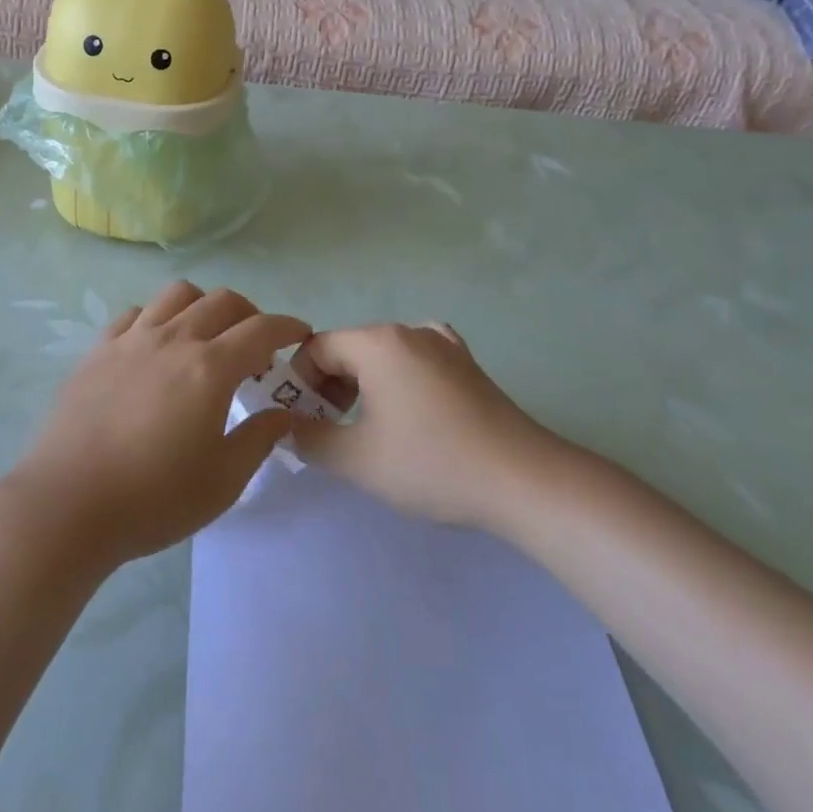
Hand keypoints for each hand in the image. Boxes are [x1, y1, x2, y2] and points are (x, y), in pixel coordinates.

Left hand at [3, 282, 310, 567]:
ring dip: (203, 306)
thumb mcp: (223, 480)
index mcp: (210, 368)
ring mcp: (131, 340)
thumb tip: (281, 413)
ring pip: (177, 295)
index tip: (300, 334)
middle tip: (255, 348)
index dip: (288, 327)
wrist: (67, 505)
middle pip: (222, 301)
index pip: (261, 329)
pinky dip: (158, 318)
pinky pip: (135, 314)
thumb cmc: (153, 498)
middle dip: (250, 314)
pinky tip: (156, 347)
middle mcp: (173, 339)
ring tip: (205, 338)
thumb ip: (258, 438)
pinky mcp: (97, 350)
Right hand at [288, 323, 564, 532]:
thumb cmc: (432, 463)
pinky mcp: (467, 365)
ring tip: (365, 429)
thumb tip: (289, 426)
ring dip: (361, 386)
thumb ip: (310, 438)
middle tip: (329, 430)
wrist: (523, 480)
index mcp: (377, 343)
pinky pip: (416, 360)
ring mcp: (443, 344)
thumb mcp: (356, 459)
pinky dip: (398, 379)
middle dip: (328, 386)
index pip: (316, 348)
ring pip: (382, 356)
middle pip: (349, 349)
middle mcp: (408, 331)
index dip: (298, 383)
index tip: (301, 421)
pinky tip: (406, 406)